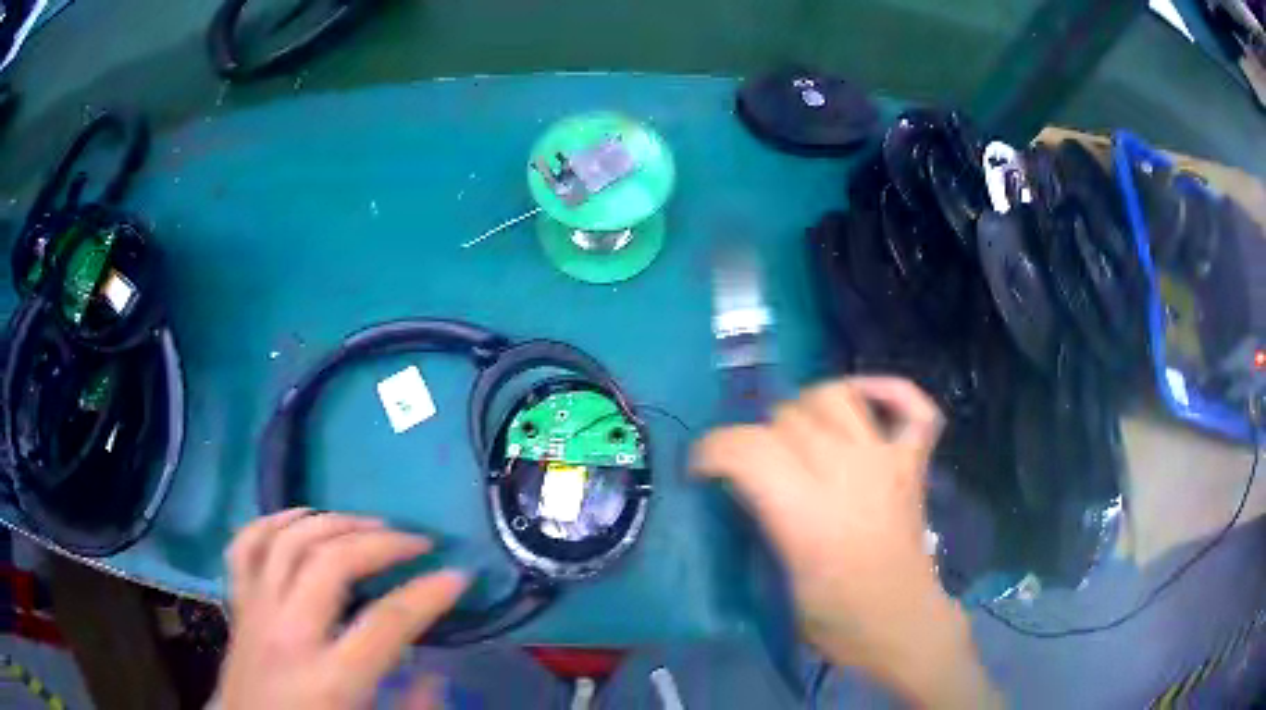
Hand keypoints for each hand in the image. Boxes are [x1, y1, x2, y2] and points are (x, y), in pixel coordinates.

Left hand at [215, 510, 466, 709]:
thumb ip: (413, 706)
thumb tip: (436, 668)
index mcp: (329, 680)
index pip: (386, 622)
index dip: (430, 593)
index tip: (458, 575)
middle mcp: (287, 634)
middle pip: (331, 563)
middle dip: (380, 542)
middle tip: (415, 541)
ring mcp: (255, 612)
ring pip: (287, 541)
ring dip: (331, 522)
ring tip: (366, 524)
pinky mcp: (237, 604)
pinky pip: (246, 546)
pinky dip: (273, 521)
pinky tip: (301, 519)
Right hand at [692, 377, 996, 707]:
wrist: (899, 624)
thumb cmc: (834, 618)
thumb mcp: (776, 581)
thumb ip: (758, 522)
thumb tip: (739, 482)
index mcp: (807, 515)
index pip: (747, 448)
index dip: (712, 450)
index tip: (701, 469)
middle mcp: (848, 474)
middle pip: (788, 417)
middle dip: (757, 436)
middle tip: (754, 468)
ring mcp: (887, 462)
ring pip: (836, 396)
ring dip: (808, 408)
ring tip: (800, 435)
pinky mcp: (913, 463)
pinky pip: (913, 407)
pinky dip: (891, 392)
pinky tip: (866, 402)